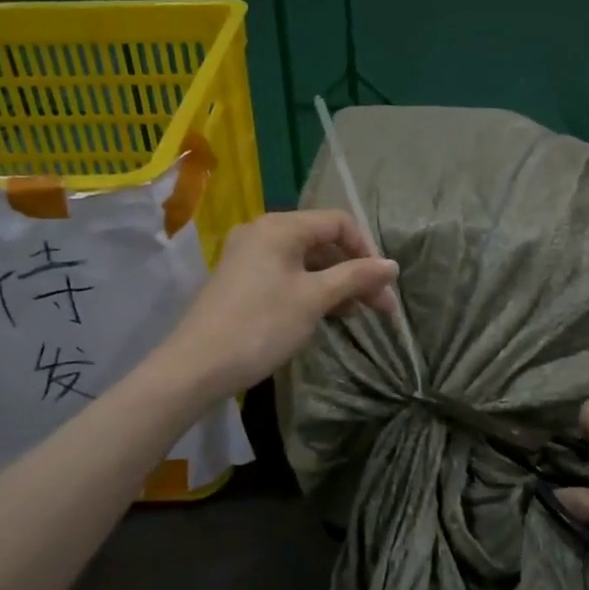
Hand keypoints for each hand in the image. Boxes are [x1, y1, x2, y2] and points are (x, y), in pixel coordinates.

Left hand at [162, 210, 398, 400]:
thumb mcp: (314, 300)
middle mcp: (262, 232)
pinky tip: (326, 315)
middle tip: (380, 308)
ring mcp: (248, 257)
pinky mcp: (240, 281)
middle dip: (355, 271)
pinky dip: (310, 290)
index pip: (338, 222)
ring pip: (305, 261)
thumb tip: (392, 265)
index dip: (367, 249)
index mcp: (280, 227)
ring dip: (335, 284)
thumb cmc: (261, 326)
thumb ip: (355, 277)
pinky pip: (286, 275)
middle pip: (322, 242)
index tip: (383, 284)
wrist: (196, 367)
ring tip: (356, 315)